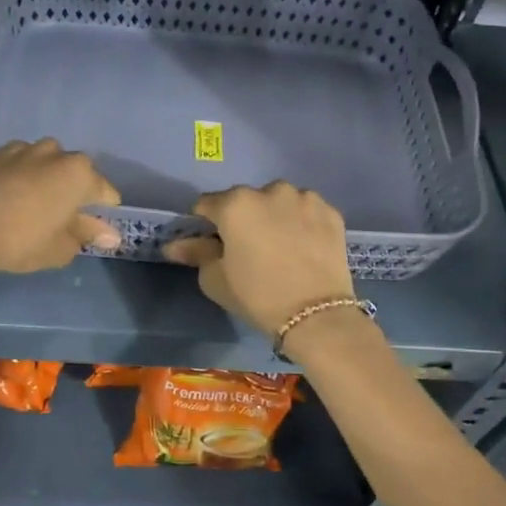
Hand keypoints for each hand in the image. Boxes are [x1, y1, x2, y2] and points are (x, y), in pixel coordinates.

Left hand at [0, 139, 120, 275]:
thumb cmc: (21, 240)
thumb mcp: (60, 247)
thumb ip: (87, 235)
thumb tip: (109, 234)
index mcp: (78, 172)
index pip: (105, 192)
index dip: (103, 213)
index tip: (93, 232)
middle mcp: (53, 152)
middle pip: (74, 172)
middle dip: (73, 192)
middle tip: (60, 221)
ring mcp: (19, 149)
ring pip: (43, 163)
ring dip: (43, 180)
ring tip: (31, 207)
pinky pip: (15, 164)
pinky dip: (16, 177)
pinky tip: (5, 199)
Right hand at [162, 182, 356, 339]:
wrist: (316, 315)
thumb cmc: (257, 296)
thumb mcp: (215, 279)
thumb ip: (195, 253)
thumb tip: (174, 245)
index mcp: (235, 204)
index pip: (207, 204)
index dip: (205, 223)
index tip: (212, 243)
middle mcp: (270, 191)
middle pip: (245, 200)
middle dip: (242, 218)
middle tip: (248, 248)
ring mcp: (304, 198)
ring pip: (278, 202)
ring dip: (274, 216)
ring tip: (280, 247)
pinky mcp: (330, 211)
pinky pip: (306, 211)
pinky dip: (301, 223)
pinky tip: (303, 247)